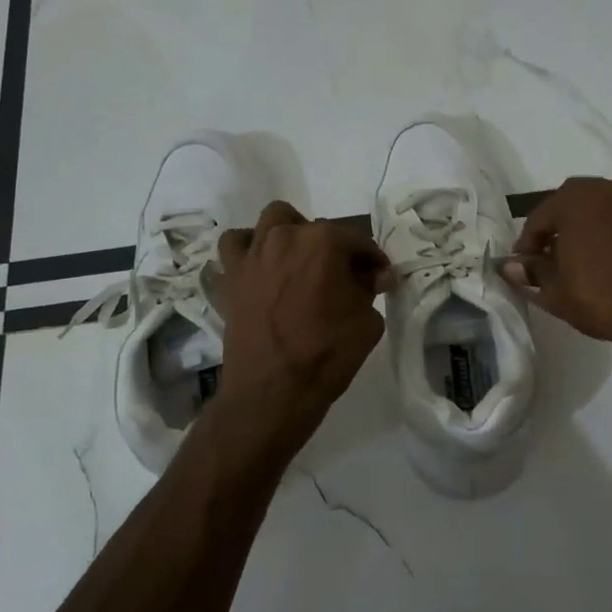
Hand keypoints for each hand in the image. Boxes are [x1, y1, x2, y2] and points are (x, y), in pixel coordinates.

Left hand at [215, 202, 387, 425]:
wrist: (273, 391)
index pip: (356, 240)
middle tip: (342, 276)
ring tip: (301, 260)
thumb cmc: (326, 354)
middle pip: (316, 228)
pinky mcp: (232, 274)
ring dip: (291, 233)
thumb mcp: (367, 322)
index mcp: (324, 242)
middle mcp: (286, 237)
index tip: (379, 276)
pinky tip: (262, 264)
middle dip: (333, 248)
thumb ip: (370, 289)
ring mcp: (254, 253)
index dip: (372, 259)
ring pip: (274, 220)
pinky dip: (249, 247)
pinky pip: (235, 243)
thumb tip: (375, 276)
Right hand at [505, 177, 611, 362]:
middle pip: (571, 206)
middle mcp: (609, 191)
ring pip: (601, 212)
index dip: (526, 244)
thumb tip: (510, 267)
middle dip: (556, 230)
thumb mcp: (556, 292)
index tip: (523, 267)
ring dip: (586, 231)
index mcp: (577, 200)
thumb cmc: (604, 299)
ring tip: (581, 264)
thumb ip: (532, 273)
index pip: (539, 217)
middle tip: (549, 261)